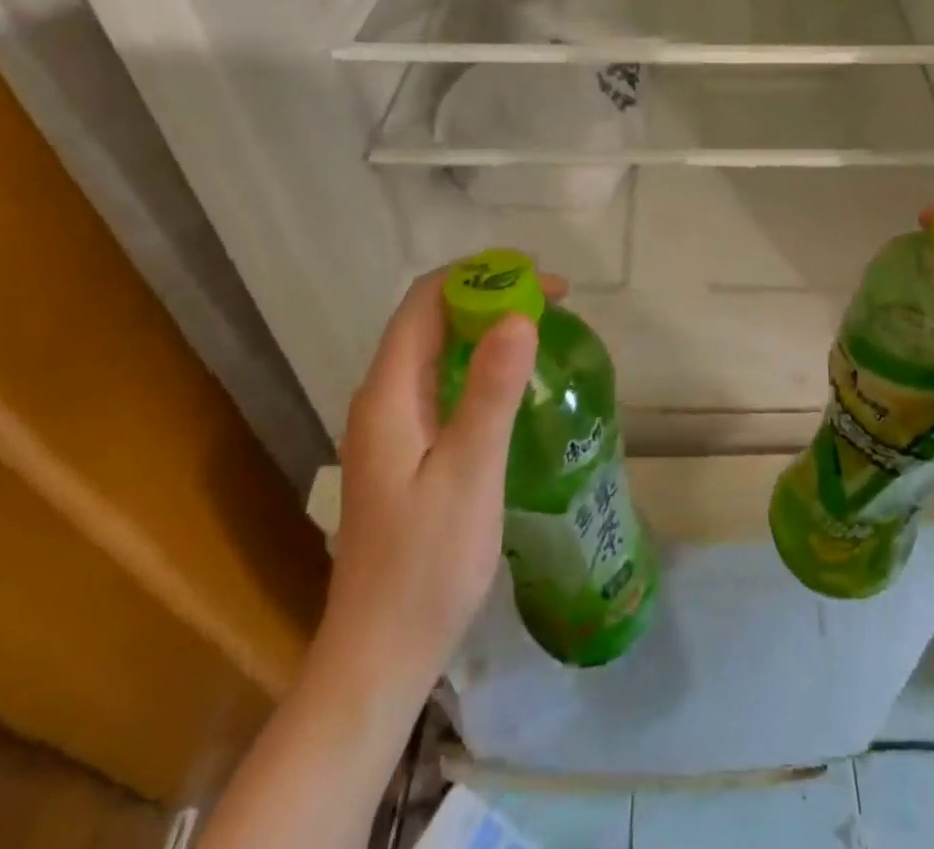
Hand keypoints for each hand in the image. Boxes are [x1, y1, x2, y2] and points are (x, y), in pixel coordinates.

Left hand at [313, 267, 561, 685]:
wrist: (379, 659)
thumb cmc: (426, 568)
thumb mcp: (469, 474)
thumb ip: (490, 392)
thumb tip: (518, 315)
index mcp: (388, 394)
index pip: (426, 300)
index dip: (480, 275)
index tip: (540, 281)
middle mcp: (382, 399)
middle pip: (431, 319)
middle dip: (489, 295)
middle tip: (554, 303)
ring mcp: (391, 426)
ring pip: (437, 350)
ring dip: (486, 327)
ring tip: (542, 330)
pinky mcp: (405, 451)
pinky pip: (442, 382)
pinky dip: (479, 363)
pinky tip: (514, 383)